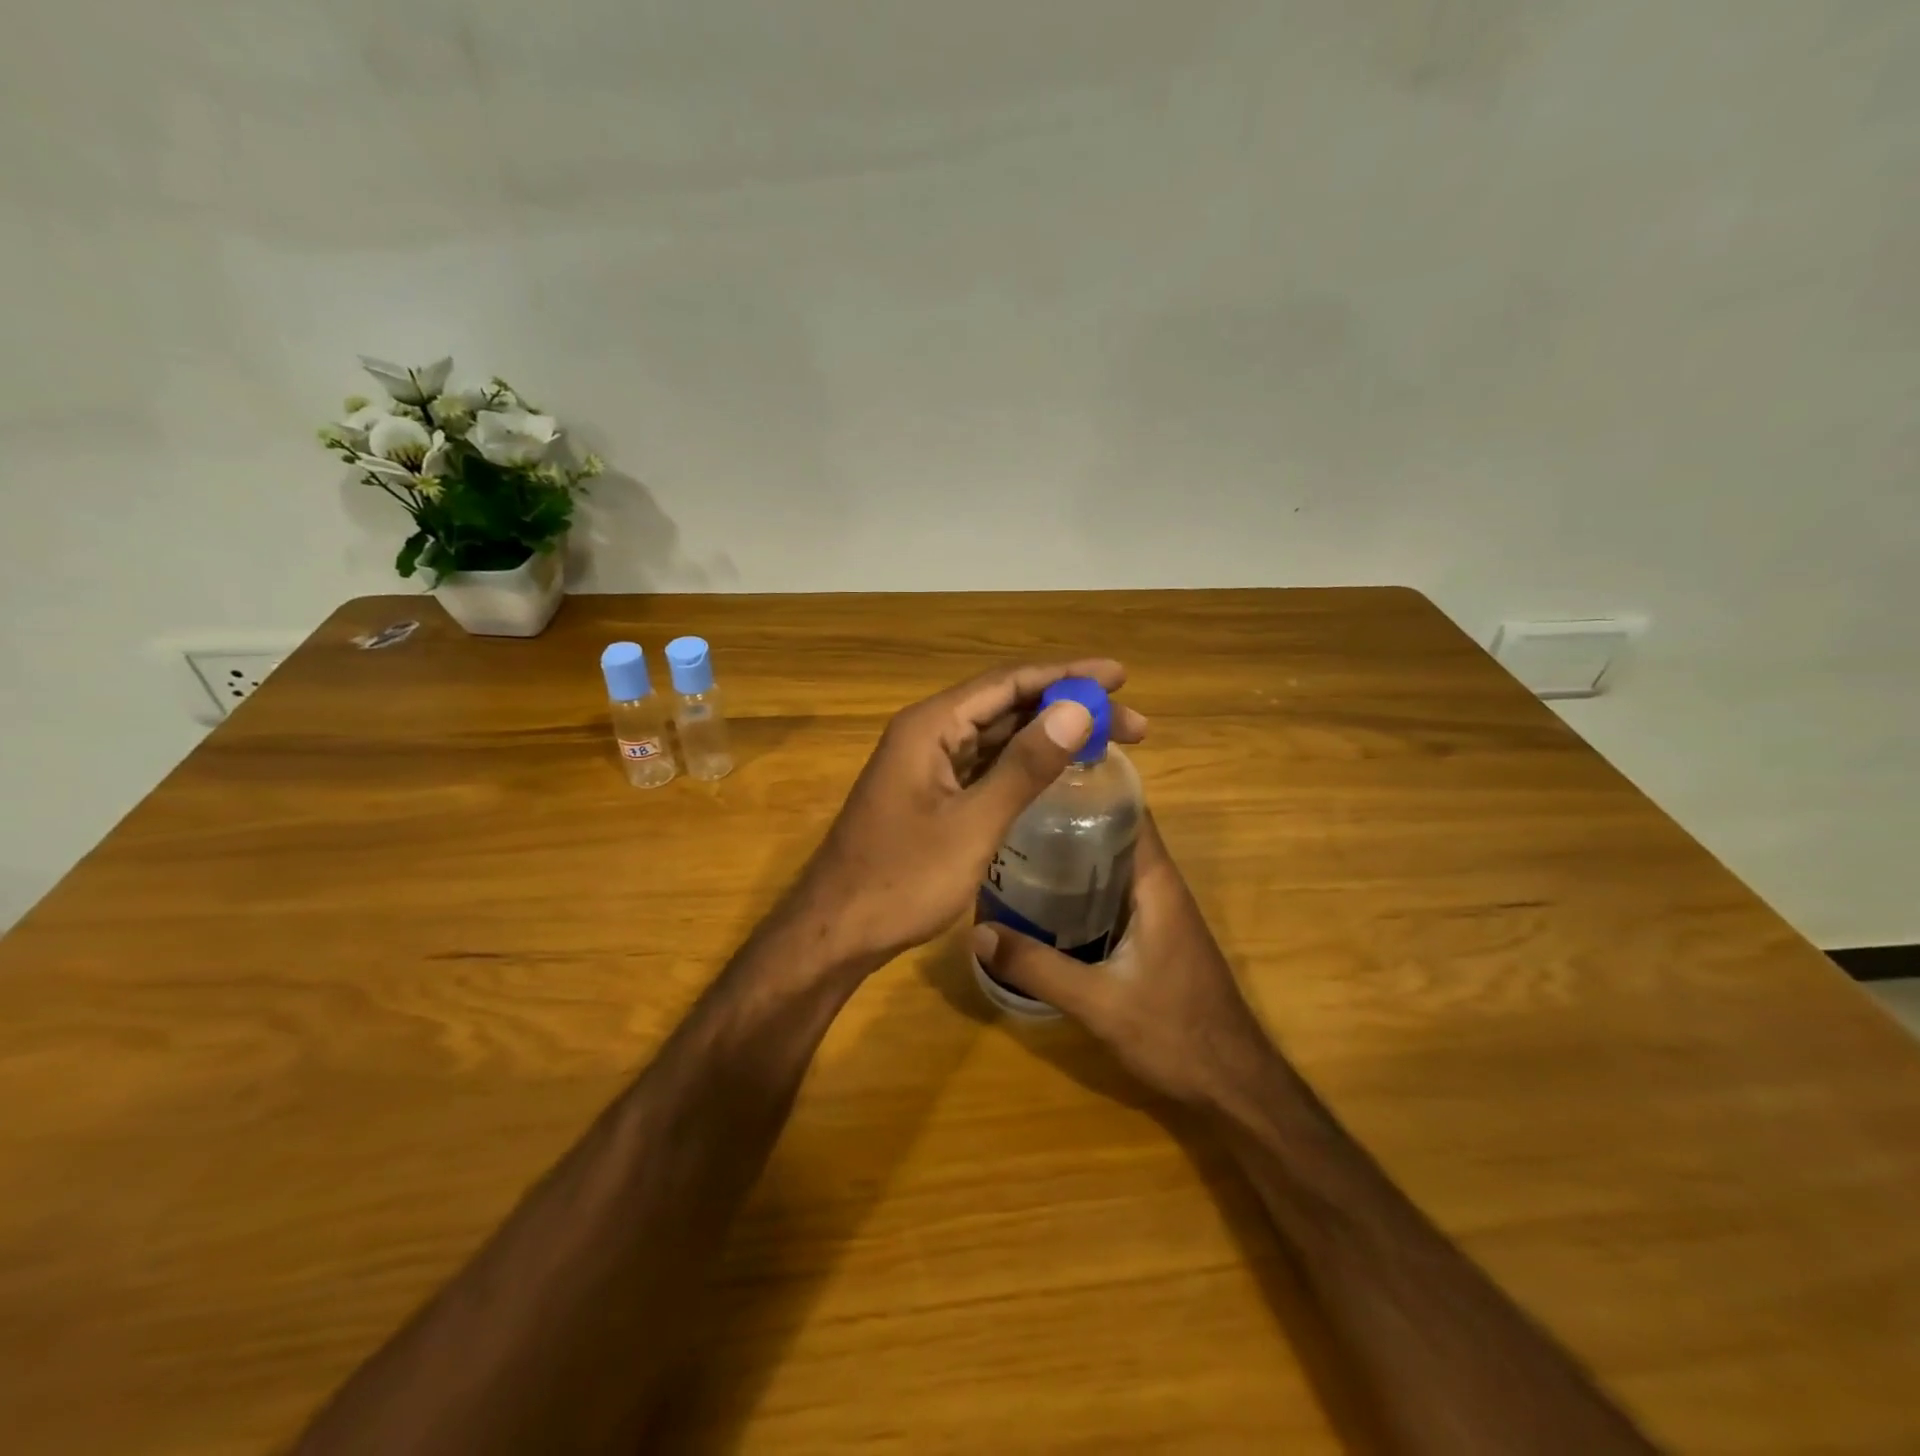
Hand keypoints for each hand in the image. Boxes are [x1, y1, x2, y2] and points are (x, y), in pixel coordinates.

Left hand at [796, 662, 1148, 965]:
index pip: (1009, 682)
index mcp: (930, 726)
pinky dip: (1024, 762)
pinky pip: (985, 764)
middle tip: (1131, 722)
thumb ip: (1025, 767)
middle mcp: (928, 733)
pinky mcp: (931, 793)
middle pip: (1006, 704)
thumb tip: (1079, 710)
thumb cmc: (901, 880)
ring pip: (997, 734)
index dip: (1067, 675)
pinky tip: (1057, 768)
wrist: (837, 931)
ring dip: (1049, 734)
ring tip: (1108, 740)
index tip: (1120, 676)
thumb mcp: (972, 825)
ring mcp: (927, 764)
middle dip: (1067, 707)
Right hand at [971, 813, 1277, 1108]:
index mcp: (1157, 884)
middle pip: (1115, 833)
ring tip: (1018, 845)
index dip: (1089, 787)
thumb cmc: (1175, 1033)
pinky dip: (1083, 886)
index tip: (1040, 775)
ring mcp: (1160, 912)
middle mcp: (1161, 887)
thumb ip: (1039, 967)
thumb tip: (979, 933)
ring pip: (1113, 864)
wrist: (1233, 1084)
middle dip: (1069, 818)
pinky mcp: (1154, 935)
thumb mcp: (1099, 1002)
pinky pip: (1114, 893)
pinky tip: (1045, 899)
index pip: (1128, 811)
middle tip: (1013, 812)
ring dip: (1074, 853)